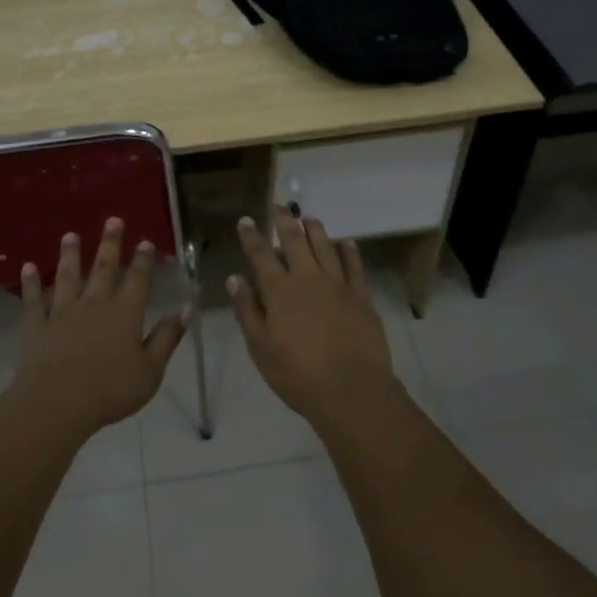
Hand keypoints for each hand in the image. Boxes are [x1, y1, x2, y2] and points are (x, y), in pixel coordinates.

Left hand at [9, 218, 185, 442]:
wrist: (58, 403)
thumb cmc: (110, 390)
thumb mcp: (150, 370)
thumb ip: (167, 337)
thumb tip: (185, 307)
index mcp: (125, 313)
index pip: (137, 280)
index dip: (142, 260)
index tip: (145, 241)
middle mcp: (95, 304)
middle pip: (103, 268)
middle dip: (109, 243)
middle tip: (113, 220)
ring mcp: (63, 312)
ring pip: (67, 277)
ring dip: (69, 254)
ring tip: (70, 235)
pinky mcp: (37, 326)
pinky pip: (34, 300)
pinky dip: (30, 283)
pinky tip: (27, 268)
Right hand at [229, 210, 398, 427]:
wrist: (351, 390)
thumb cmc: (298, 374)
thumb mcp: (261, 348)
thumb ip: (247, 310)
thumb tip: (235, 278)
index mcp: (280, 292)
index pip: (261, 256)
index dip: (252, 237)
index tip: (246, 220)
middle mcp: (308, 279)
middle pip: (294, 242)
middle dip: (285, 222)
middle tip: (280, 206)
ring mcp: (338, 285)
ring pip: (325, 247)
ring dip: (315, 230)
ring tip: (309, 218)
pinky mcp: (361, 297)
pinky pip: (355, 267)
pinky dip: (350, 251)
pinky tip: (347, 242)